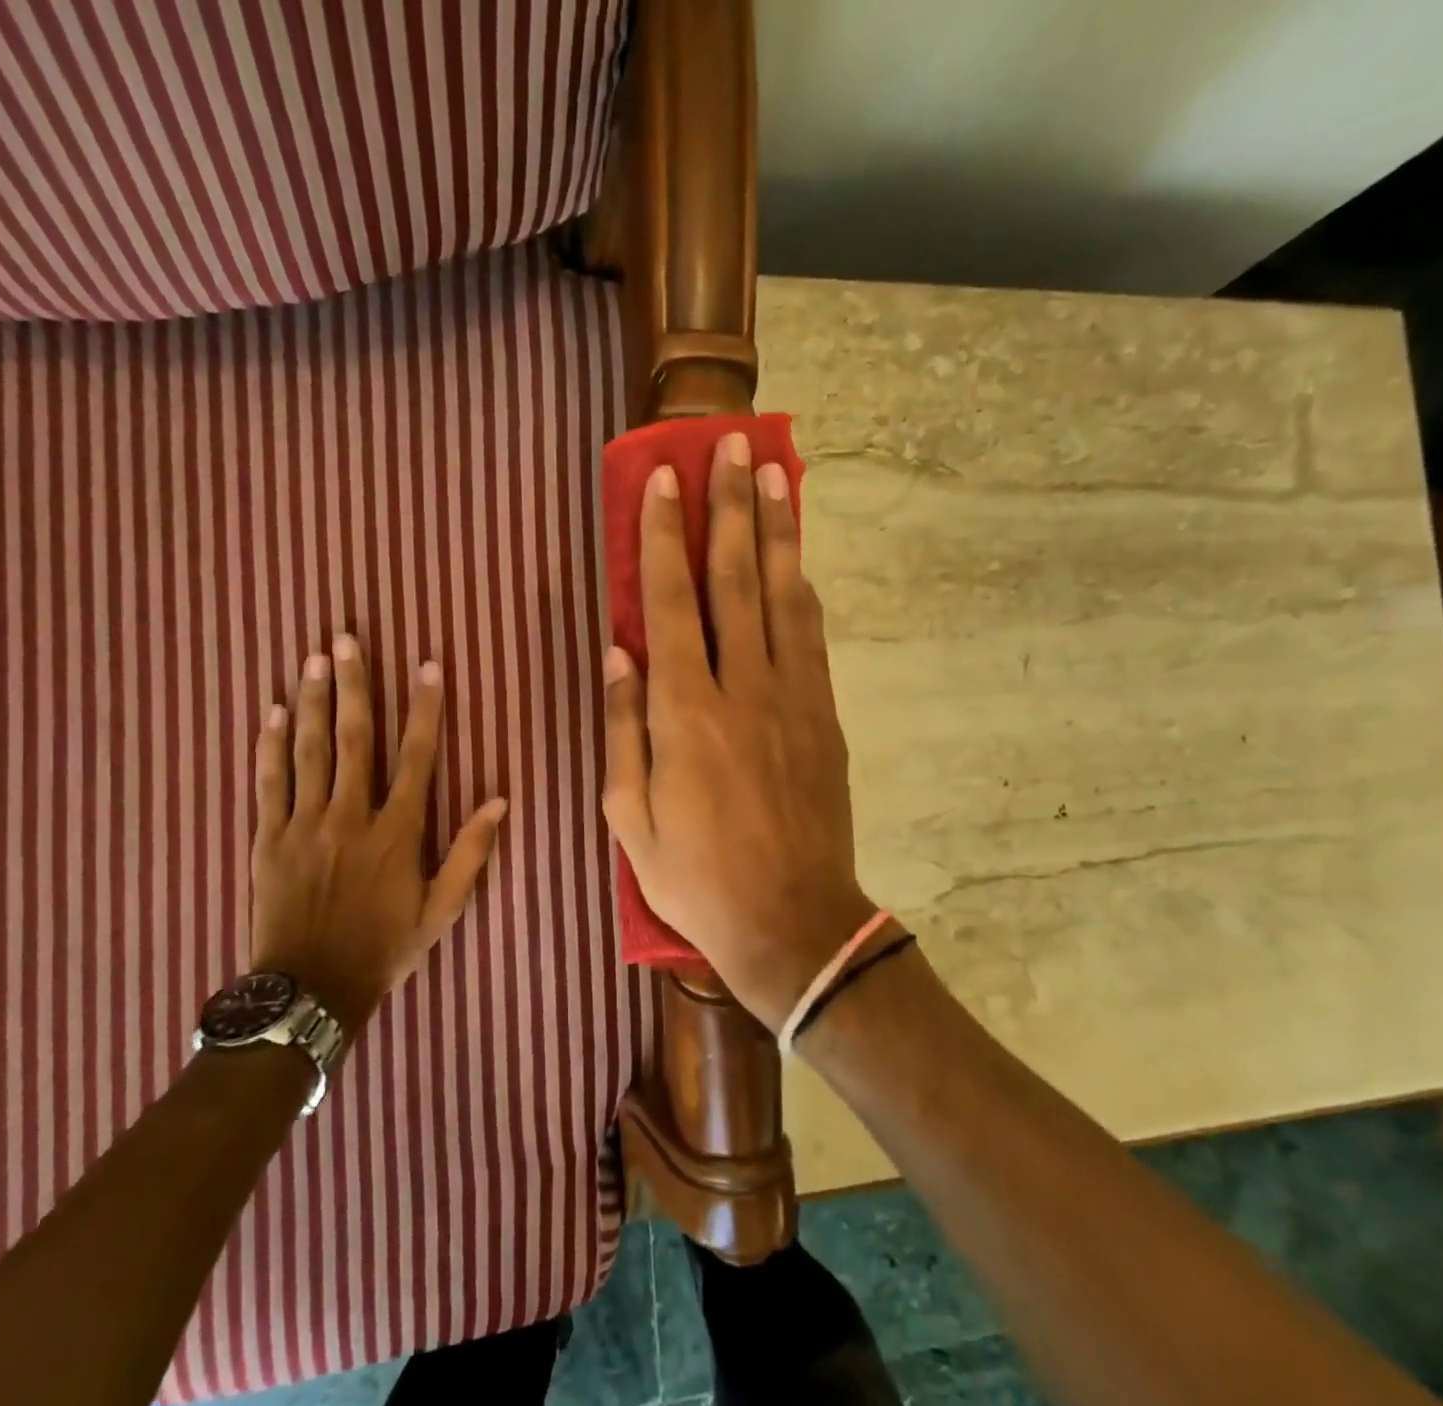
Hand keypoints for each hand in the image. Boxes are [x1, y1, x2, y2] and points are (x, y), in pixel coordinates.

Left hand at [252, 633, 506, 1034]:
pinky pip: (269, 782)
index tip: (427, 666)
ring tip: (312, 659)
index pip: (415, 756)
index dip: (424, 708)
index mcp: (396, 831)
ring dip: (310, 701)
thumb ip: (470, 853)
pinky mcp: (268, 838)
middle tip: (345, 639)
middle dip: (353, 685)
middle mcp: (349, 816)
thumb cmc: (384, 948)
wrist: (310, 989)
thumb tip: (500, 801)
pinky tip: (271, 712)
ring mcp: (304, 824)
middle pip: (352, 738)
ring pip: (308, 750)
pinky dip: (269, 745)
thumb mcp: (442, 910)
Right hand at [601, 432, 875, 1031]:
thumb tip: (617, 654)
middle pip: (735, 581)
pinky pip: (813, 638)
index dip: (663, 537)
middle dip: (727, 509)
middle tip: (728, 447)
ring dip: (776, 532)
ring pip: (783, 597)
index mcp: (684, 714)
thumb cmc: (696, 877)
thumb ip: (623, 729)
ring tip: (772, 475)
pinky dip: (802, 590)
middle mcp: (742, 690)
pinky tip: (797, 560)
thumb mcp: (630, 817)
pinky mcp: (825, 717)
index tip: (663, 479)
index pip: (670, 604)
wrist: (792, 921)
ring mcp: (793, 699)